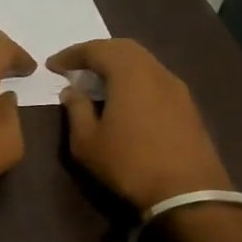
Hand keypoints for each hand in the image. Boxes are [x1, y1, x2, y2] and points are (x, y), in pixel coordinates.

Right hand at [46, 38, 232, 209]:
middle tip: (76, 66)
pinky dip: (134, 79)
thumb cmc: (129, 164)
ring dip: (118, 65)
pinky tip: (124, 99)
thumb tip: (72, 91)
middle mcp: (156, 72)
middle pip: (124, 48)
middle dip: (97, 52)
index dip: (72, 54)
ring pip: (143, 62)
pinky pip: (155, 79)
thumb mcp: (87, 142)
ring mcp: (177, 88)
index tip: (53, 66)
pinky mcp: (188, 105)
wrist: (188, 194)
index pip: (97, 49)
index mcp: (130, 74)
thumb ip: (76, 110)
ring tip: (98, 81)